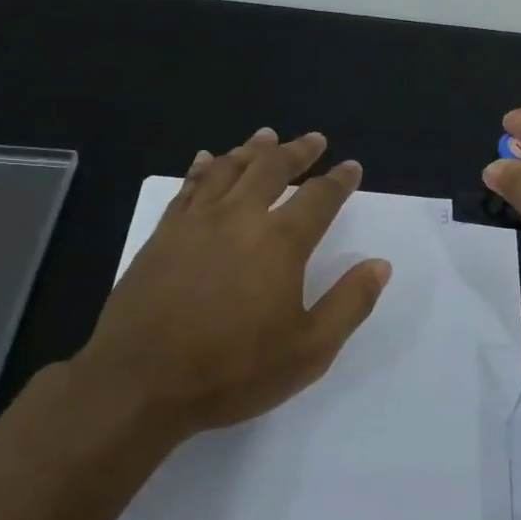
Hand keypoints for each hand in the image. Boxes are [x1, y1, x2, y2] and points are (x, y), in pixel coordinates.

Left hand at [70, 127, 391, 443]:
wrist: (140, 381)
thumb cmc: (232, 370)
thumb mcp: (308, 350)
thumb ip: (349, 304)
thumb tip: (379, 265)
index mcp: (280, 242)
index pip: (319, 197)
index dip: (339, 180)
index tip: (351, 166)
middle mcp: (239, 217)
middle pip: (272, 168)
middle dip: (297, 151)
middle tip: (313, 140)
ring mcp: (196, 221)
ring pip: (229, 168)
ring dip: (253, 149)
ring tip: (267, 137)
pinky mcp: (163, 233)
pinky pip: (189, 186)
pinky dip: (205, 167)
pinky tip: (208, 159)